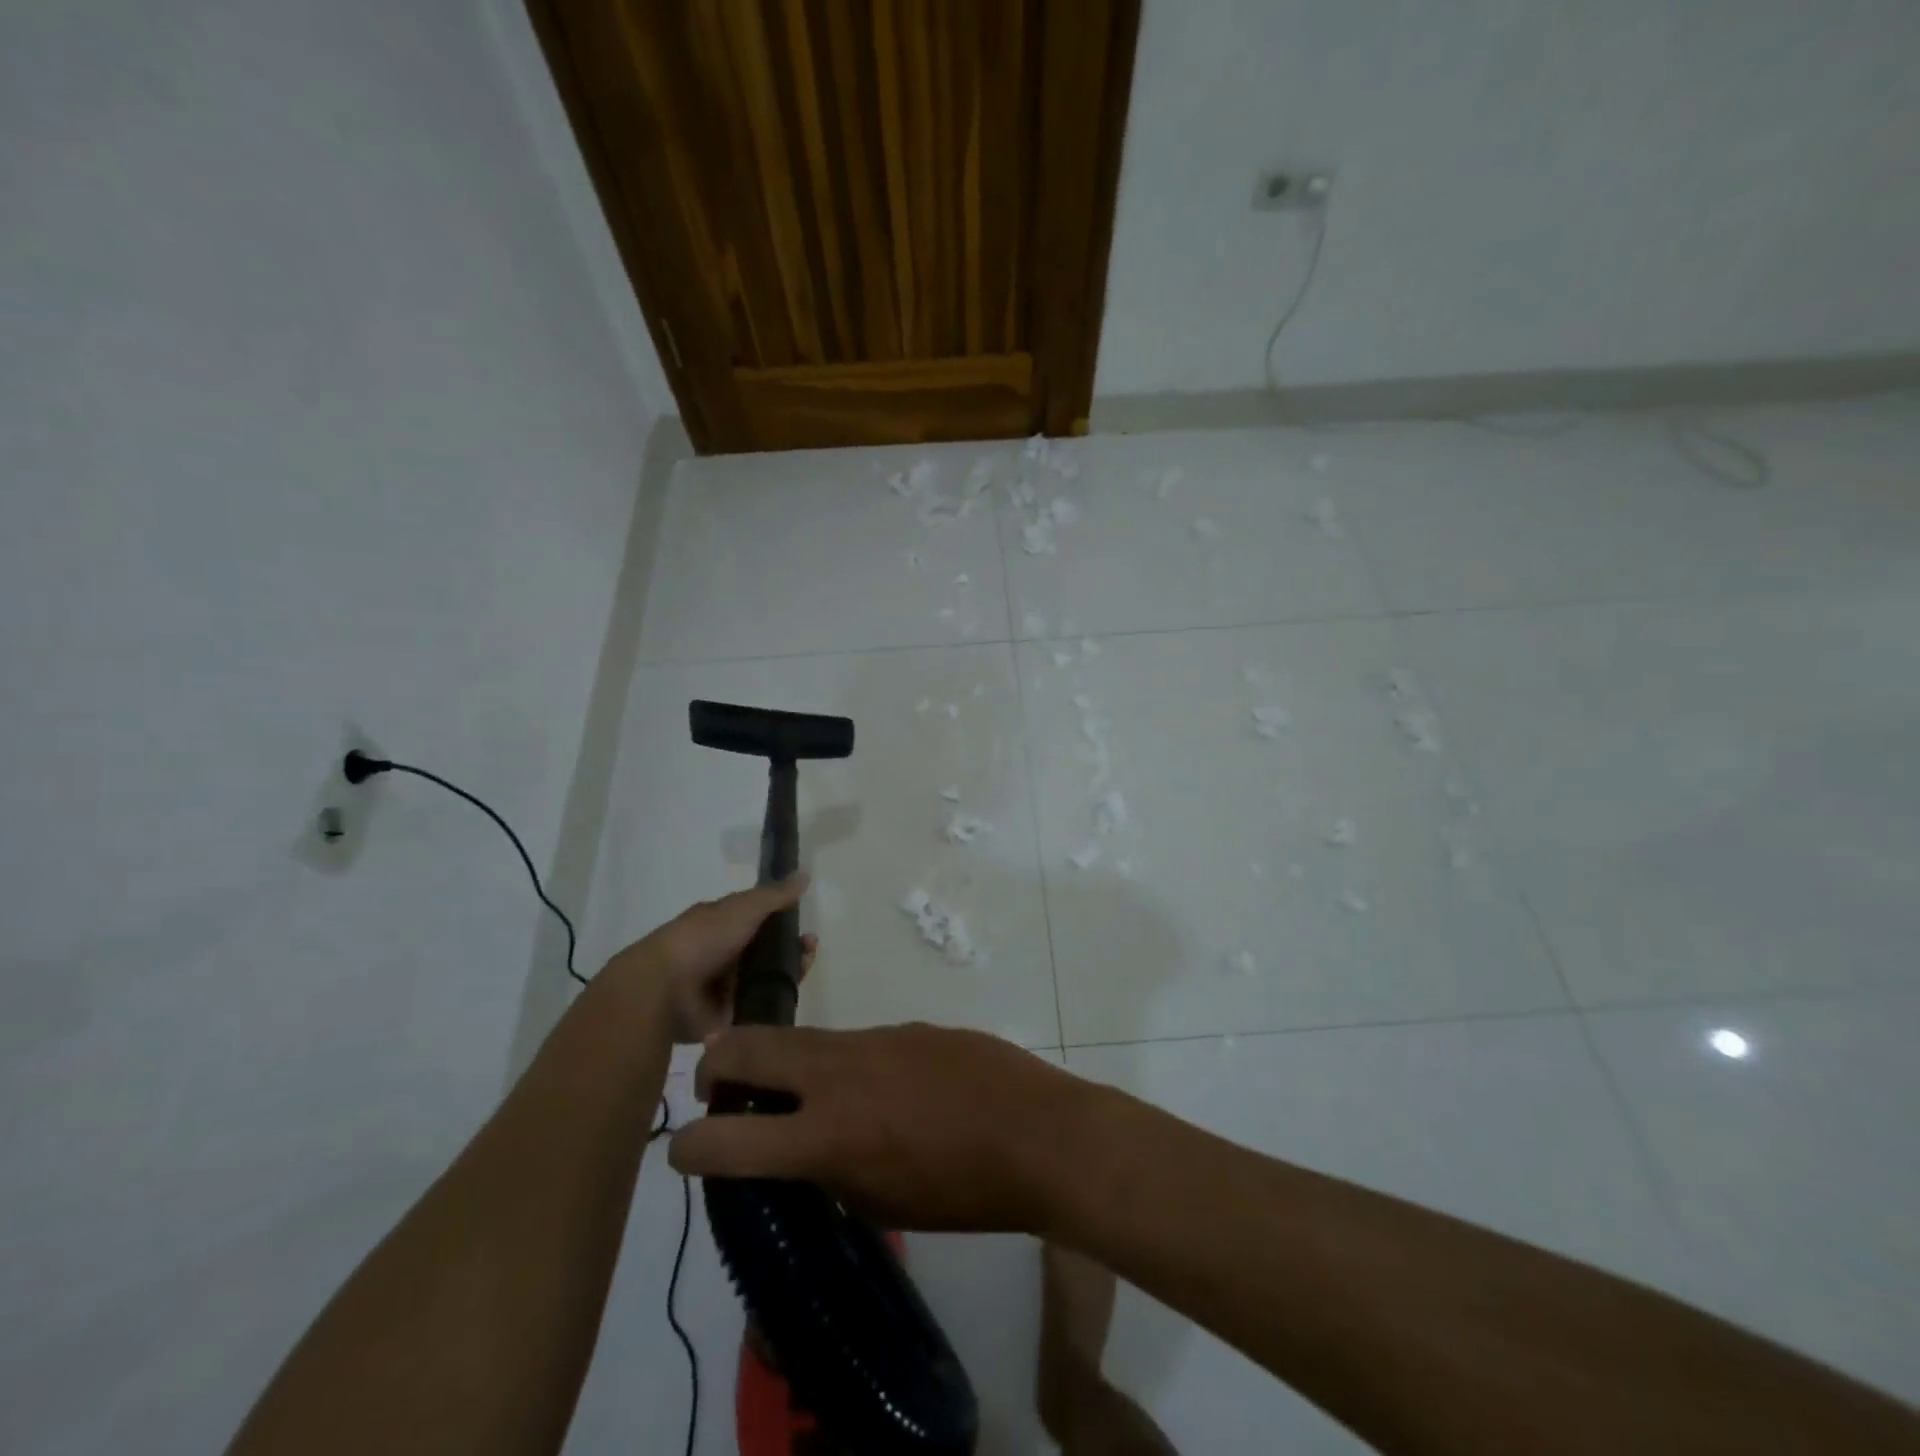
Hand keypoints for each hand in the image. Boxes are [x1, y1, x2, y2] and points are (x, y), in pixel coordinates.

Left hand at [605, 874, 816, 1043]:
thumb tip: (805, 874)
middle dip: (792, 947)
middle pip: (767, 951)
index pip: (759, 919)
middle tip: (810, 948)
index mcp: (721, 925)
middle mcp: (723, 954)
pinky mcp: (728, 1017)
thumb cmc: (703, 939)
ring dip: (789, 971)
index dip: (784, 919)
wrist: (665, 989)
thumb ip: (775, 895)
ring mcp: (725, 987)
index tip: (804, 923)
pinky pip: (760, 1007)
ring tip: (805, 966)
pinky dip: (776, 1000)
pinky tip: (791, 993)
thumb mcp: (743, 907)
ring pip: (767, 978)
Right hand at [668, 1023, 1095, 1232]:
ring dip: (779, 1060)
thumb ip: (830, 1172)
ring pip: (800, 1038)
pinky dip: (839, 1063)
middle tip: (718, 1087)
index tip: (681, 1148)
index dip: (688, 1145)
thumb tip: (807, 1151)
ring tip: (792, 1090)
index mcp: (826, 1135)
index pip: (726, 1137)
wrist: (1037, 1132)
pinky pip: (852, 1041)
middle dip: (715, 1063)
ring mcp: (872, 1038)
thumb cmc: (962, 1191)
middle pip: (747, 1046)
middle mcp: (837, 1074)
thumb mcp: (880, 1205)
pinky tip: (875, 1088)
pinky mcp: (904, 1025)